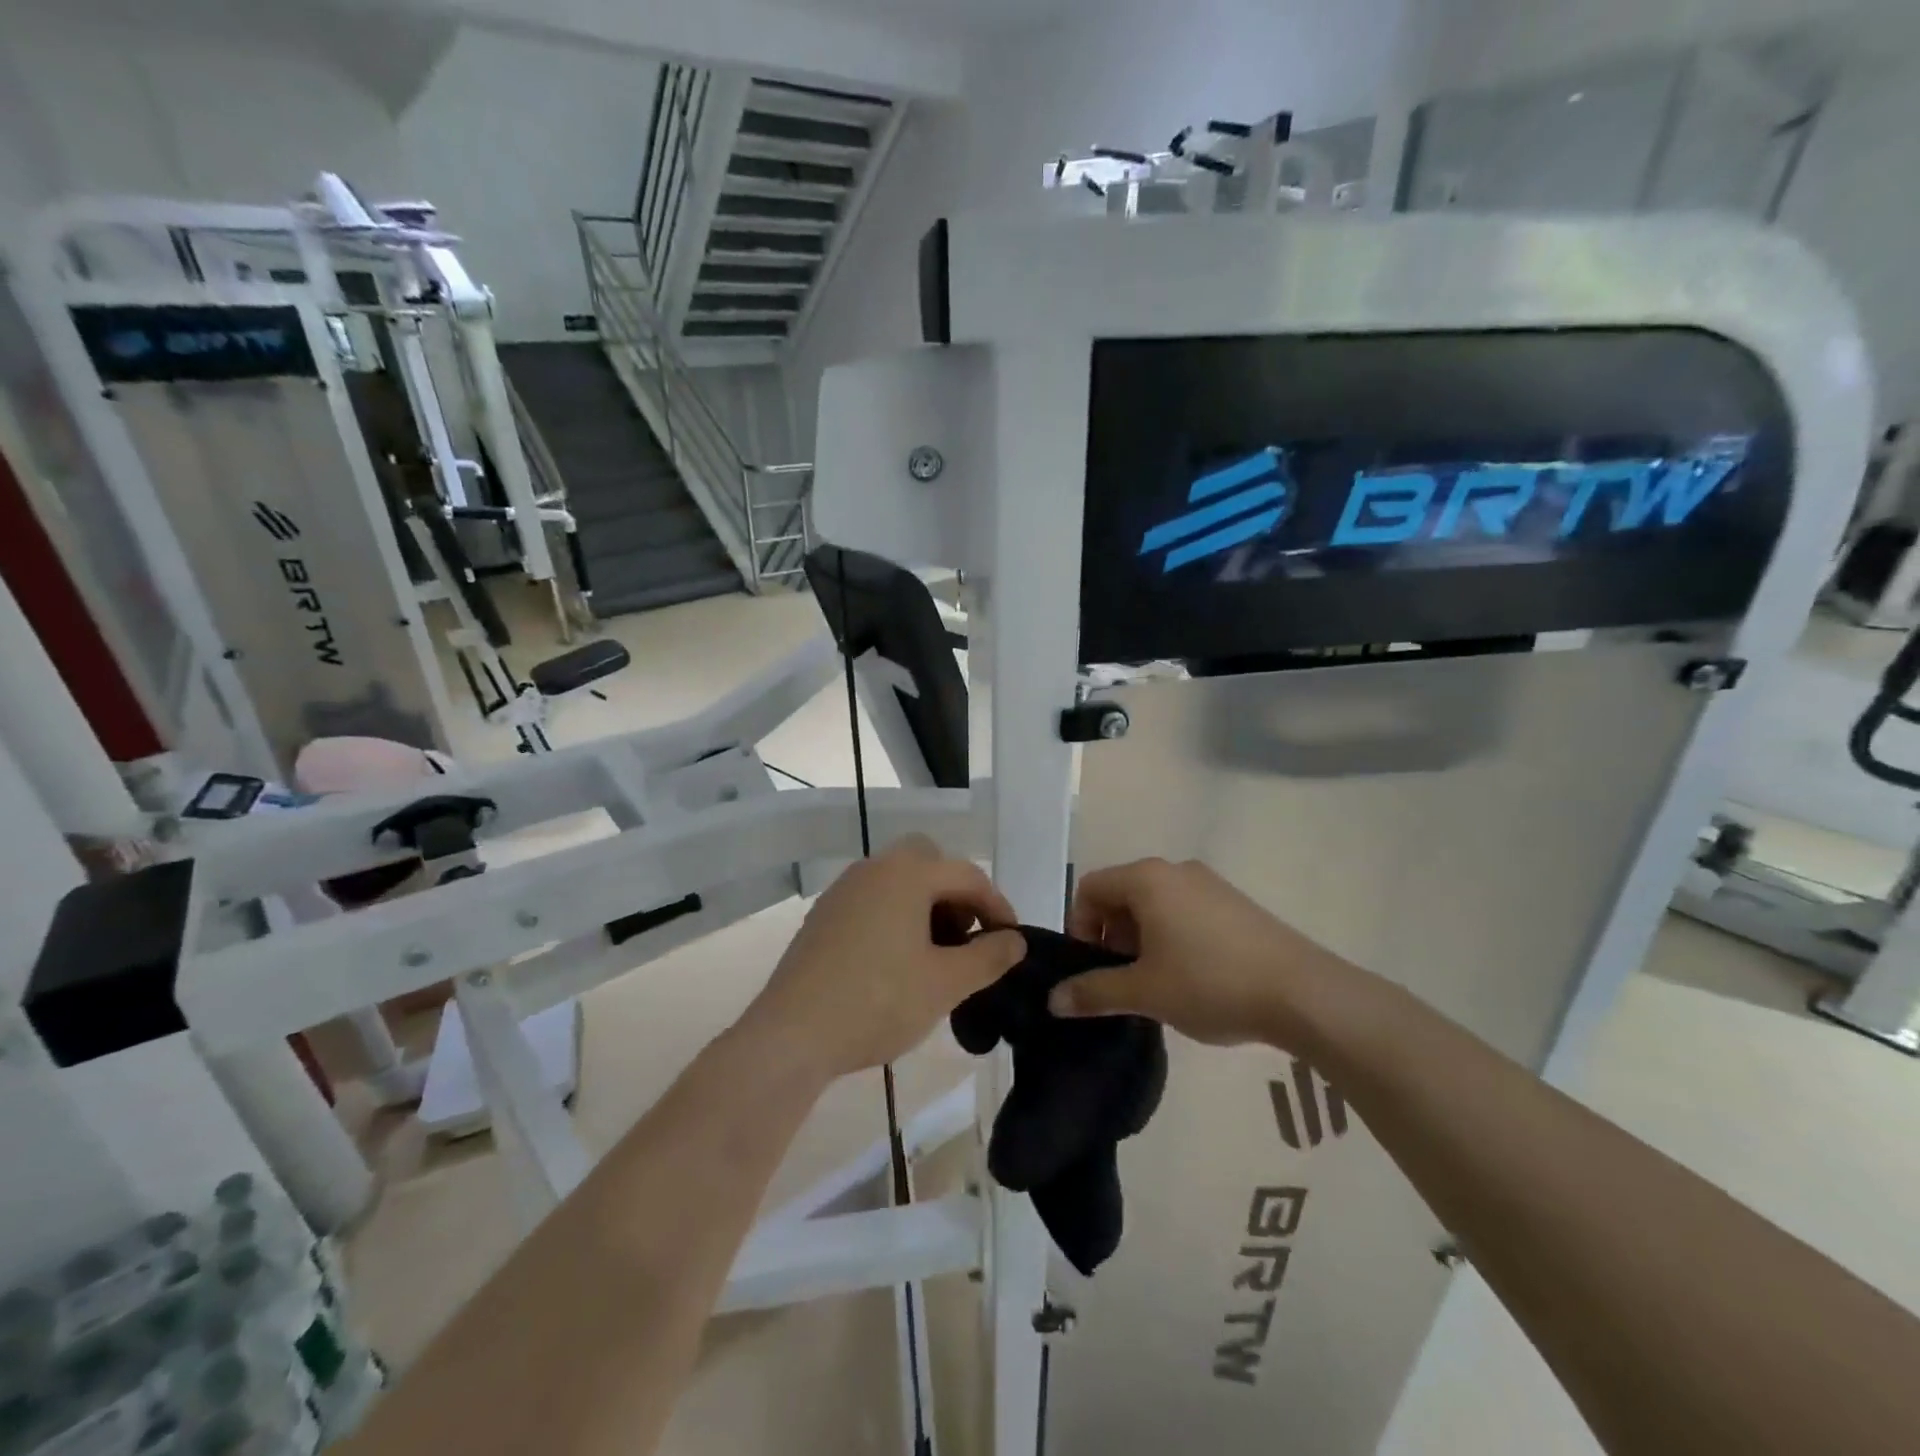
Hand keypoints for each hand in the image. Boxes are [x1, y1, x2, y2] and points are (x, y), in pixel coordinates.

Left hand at [741, 835, 1026, 1080]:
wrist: (792, 1033)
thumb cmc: (878, 1001)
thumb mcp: (945, 983)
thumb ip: (989, 957)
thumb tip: (1016, 941)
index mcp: (907, 874)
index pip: (967, 875)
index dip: (997, 905)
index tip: (1011, 940)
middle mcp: (874, 868)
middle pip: (929, 862)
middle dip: (956, 894)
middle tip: (967, 936)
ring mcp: (844, 890)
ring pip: (898, 880)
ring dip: (926, 904)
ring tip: (936, 954)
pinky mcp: (824, 915)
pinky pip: (873, 899)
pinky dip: (897, 915)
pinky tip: (897, 961)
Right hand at [1053, 858, 1349, 1049]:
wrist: (1303, 993)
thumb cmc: (1210, 983)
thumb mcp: (1144, 992)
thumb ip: (1093, 992)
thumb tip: (1053, 1000)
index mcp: (1147, 878)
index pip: (1090, 887)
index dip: (1079, 926)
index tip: (1091, 968)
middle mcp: (1176, 870)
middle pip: (1122, 893)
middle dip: (1111, 935)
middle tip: (1121, 979)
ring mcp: (1210, 884)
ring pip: (1155, 903)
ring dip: (1141, 938)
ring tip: (1156, 982)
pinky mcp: (1236, 904)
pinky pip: (1186, 910)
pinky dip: (1172, 936)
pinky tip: (1191, 976)